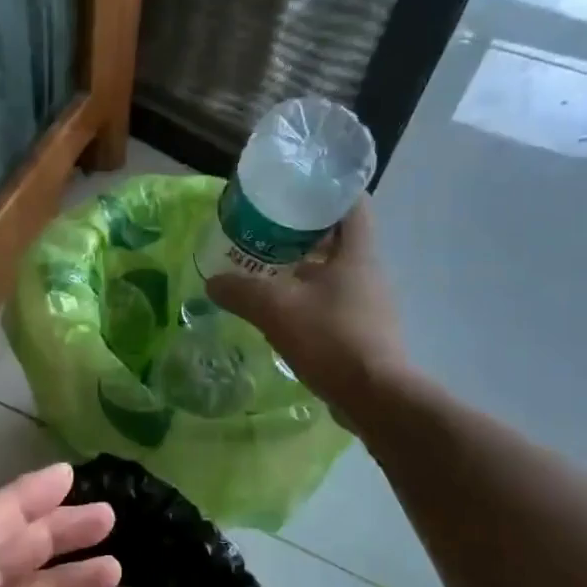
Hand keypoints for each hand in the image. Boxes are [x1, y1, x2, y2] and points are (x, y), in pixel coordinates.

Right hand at [207, 197, 406, 414]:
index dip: (326, 190)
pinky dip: (306, 297)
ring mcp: (368, 302)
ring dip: (301, 266)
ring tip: (263, 267)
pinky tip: (278, 308)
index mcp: (357, 253)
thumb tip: (212, 282)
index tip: (294, 189)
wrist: (374, 397)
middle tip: (263, 229)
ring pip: (332, 271)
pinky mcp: (363, 330)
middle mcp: (368, 272)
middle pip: (337, 237)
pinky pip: (331, 300)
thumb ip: (241, 291)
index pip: (352, 203)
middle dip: (301, 231)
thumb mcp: (276, 309)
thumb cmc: (331, 338)